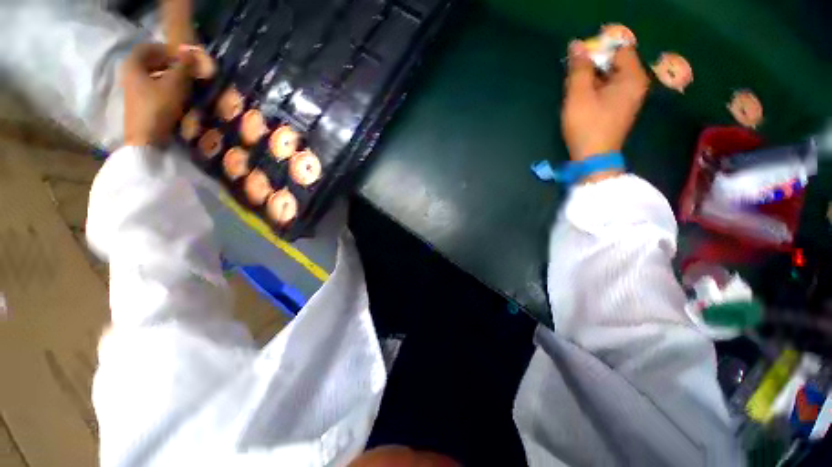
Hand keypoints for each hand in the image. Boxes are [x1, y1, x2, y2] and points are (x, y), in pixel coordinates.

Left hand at [122, 43, 193, 146]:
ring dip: (167, 77)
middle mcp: (129, 75)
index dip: (165, 49)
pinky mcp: (139, 105)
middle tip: (186, 70)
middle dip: (167, 63)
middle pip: (148, 63)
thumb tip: (190, 52)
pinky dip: (164, 89)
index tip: (182, 56)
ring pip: (151, 77)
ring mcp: (132, 92)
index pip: (147, 48)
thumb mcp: (175, 84)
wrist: (147, 139)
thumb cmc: (159, 107)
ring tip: (185, 84)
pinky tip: (177, 97)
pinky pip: (152, 90)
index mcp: (133, 65)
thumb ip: (184, 67)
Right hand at [561, 41, 649, 161]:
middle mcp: (637, 84)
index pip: (619, 48)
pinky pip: (610, 88)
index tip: (579, 64)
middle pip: (616, 62)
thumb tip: (576, 45)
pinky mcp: (622, 108)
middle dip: (594, 66)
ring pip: (611, 76)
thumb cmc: (587, 126)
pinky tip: (584, 101)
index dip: (598, 50)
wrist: (593, 158)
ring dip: (593, 79)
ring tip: (577, 92)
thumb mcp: (579, 95)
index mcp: (632, 76)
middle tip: (575, 79)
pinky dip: (597, 89)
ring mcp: (630, 97)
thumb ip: (579, 68)